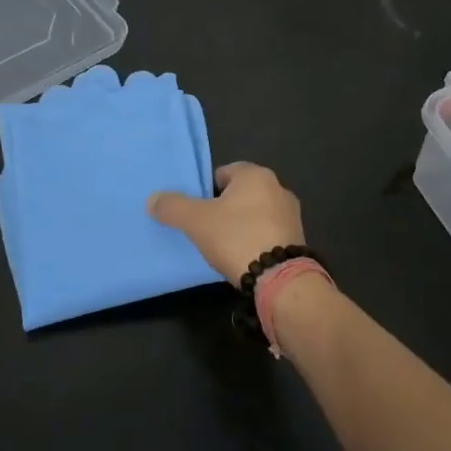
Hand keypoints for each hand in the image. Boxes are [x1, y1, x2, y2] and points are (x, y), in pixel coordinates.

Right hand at [148, 161, 305, 283]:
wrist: (278, 278)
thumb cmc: (236, 237)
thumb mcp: (196, 221)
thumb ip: (173, 207)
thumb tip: (152, 199)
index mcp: (256, 174)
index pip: (223, 173)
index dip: (206, 190)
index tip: (197, 211)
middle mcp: (278, 187)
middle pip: (240, 193)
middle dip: (225, 208)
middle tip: (207, 229)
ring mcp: (291, 213)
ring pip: (256, 213)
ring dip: (242, 225)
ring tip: (224, 246)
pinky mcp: (297, 238)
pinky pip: (269, 232)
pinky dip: (256, 240)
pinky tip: (244, 257)